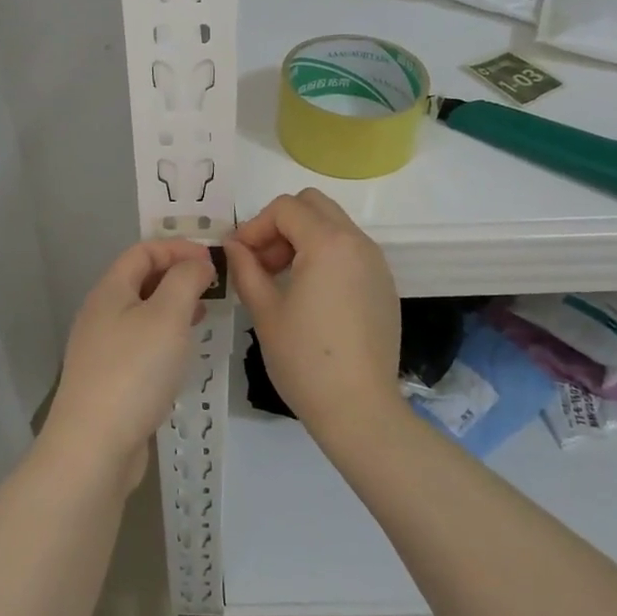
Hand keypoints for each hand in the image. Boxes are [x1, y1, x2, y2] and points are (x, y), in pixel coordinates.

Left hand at [41, 239, 216, 487]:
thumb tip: (198, 262)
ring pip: (141, 314)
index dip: (178, 248)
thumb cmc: (133, 371)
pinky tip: (182, 355)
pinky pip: (140, 344)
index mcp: (109, 291)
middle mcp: (100, 314)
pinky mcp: (108, 380)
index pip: (143, 251)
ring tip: (204, 315)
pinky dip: (164, 338)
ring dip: (173, 308)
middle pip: (140, 280)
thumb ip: (185, 280)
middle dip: (177, 276)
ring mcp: (100, 349)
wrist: (93, 447)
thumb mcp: (167, 316)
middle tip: (213, 287)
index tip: (213, 260)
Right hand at [224, 190, 402, 438]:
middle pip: (313, 205)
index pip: (285, 208)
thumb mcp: (265, 311)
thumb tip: (233, 244)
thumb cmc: (305, 359)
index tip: (239, 255)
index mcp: (328, 243)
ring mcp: (376, 263)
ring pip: (334, 226)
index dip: (255, 226)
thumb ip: (246, 268)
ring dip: (303, 238)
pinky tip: (309, 295)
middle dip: (281, 224)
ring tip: (280, 278)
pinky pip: (350, 251)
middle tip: (262, 260)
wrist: (360, 410)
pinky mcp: (384, 285)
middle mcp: (358, 243)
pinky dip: (325, 255)